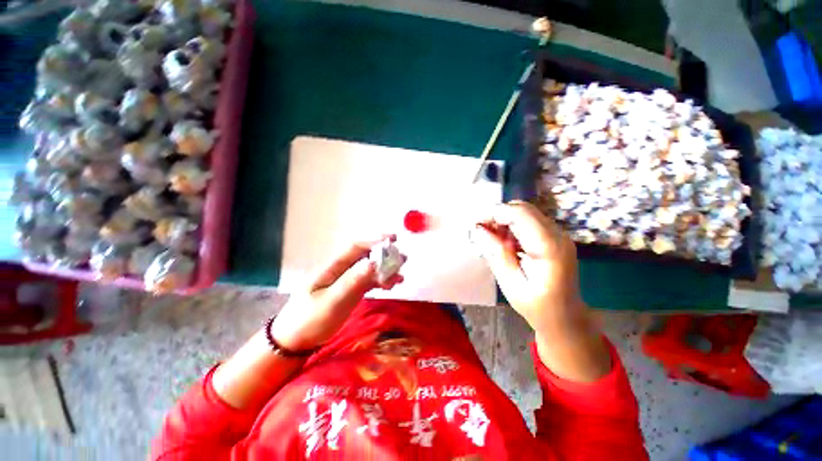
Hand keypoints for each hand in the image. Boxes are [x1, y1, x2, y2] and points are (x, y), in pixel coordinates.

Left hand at [271, 237, 402, 350]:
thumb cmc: (308, 321)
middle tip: (402, 259)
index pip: (355, 247)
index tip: (393, 239)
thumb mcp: (330, 302)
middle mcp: (340, 270)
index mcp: (332, 267)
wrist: (294, 342)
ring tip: (400, 276)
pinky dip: (381, 281)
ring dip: (385, 270)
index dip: (374, 240)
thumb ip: (352, 282)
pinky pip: (368, 282)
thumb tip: (373, 262)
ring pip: (369, 269)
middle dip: (384, 255)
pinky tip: (391, 285)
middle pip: (365, 256)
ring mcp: (345, 281)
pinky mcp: (350, 291)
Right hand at [473, 201, 609, 381]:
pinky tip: (504, 243)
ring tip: (490, 239)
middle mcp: (558, 235)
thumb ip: (496, 254)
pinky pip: (529, 222)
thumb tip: (479, 230)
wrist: (567, 318)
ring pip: (525, 213)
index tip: (475, 224)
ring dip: (504, 221)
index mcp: (549, 247)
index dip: (494, 213)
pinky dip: (512, 227)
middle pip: (523, 209)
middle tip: (480, 231)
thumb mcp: (511, 284)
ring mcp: (558, 235)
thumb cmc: (538, 307)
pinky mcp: (554, 237)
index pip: (519, 214)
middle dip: (497, 215)